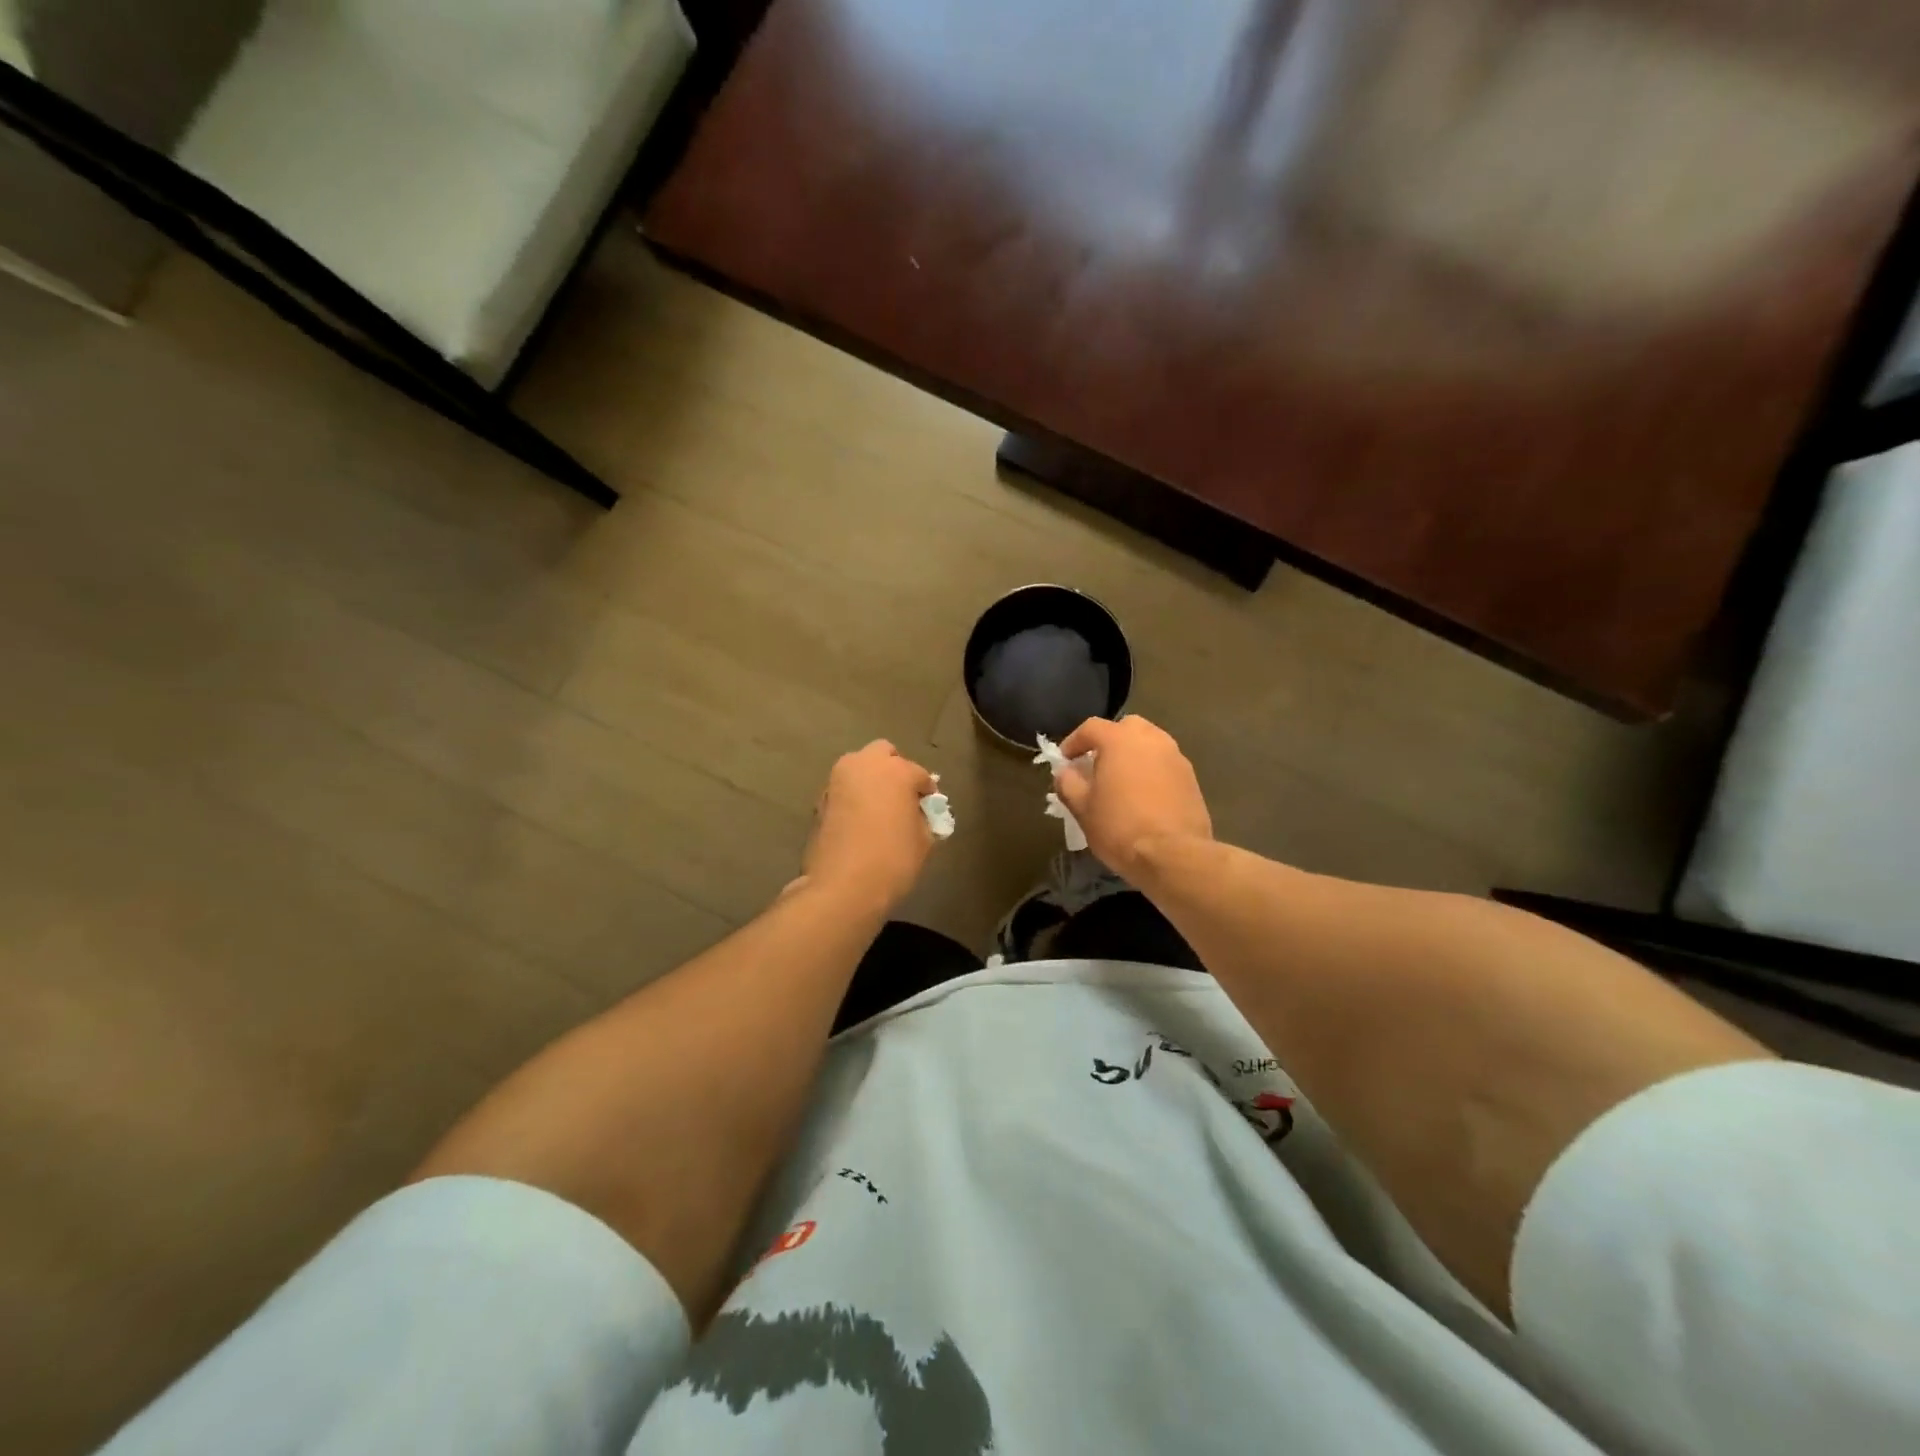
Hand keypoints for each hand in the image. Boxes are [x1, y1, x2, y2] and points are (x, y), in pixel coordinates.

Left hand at [800, 741, 938, 914]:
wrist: (842, 887)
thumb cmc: (893, 861)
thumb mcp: (923, 841)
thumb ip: (924, 819)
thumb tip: (917, 813)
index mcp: (896, 770)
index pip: (920, 774)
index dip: (927, 792)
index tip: (929, 809)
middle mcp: (864, 765)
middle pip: (883, 753)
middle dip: (894, 769)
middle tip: (900, 797)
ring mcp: (837, 780)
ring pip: (858, 767)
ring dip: (869, 780)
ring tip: (878, 809)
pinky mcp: (819, 799)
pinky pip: (843, 789)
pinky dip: (852, 797)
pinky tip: (858, 822)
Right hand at [1055, 716, 1212, 881]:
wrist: (1173, 855)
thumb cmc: (1120, 827)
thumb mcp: (1082, 808)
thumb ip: (1068, 783)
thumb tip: (1065, 772)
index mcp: (1120, 740)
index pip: (1091, 727)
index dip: (1074, 742)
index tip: (1065, 761)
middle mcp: (1151, 739)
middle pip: (1126, 728)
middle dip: (1109, 742)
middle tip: (1096, 765)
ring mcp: (1176, 757)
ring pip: (1149, 744)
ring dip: (1133, 756)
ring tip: (1121, 781)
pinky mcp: (1191, 778)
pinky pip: (1165, 764)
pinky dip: (1151, 771)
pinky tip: (1143, 796)